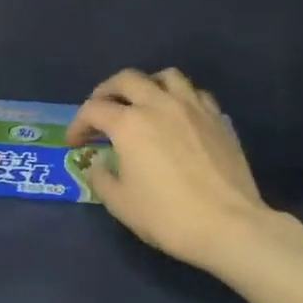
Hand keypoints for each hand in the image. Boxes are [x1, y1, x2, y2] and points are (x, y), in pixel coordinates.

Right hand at [67, 68, 273, 269]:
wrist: (228, 225)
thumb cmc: (167, 216)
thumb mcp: (120, 204)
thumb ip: (102, 178)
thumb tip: (100, 164)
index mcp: (129, 124)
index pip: (93, 110)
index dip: (78, 124)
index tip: (75, 143)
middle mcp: (159, 105)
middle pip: (127, 79)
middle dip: (106, 92)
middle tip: (100, 110)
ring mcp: (193, 108)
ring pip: (166, 77)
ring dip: (146, 85)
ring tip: (141, 103)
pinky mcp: (218, 119)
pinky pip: (194, 93)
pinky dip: (179, 97)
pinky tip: (176, 116)